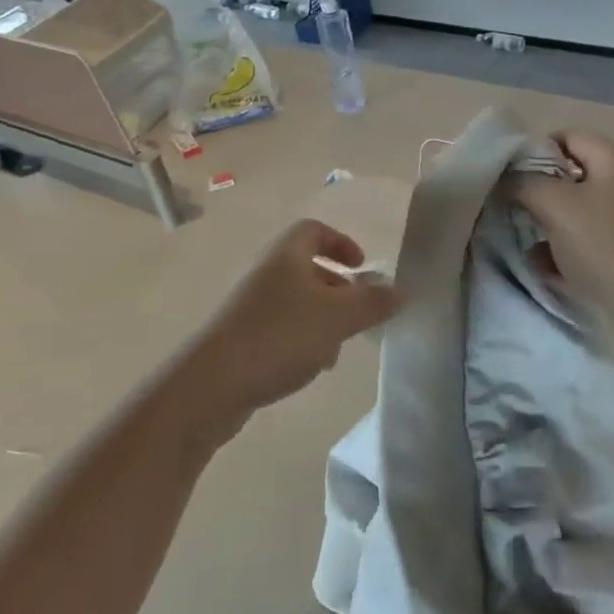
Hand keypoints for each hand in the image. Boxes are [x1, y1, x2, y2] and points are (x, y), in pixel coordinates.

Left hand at [174, 220, 399, 440]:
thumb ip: (372, 302)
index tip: (362, 267)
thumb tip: (401, 290)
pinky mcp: (242, 338)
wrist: (212, 384)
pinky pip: (282, 328)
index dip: (341, 243)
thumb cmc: (279, 336)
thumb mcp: (337, 317)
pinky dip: (303, 340)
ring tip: (337, 348)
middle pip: (308, 268)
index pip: (314, 230)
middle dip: (338, 289)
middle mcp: (266, 273)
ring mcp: (250, 306)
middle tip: (359, 313)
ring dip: (323, 319)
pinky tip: (311, 367)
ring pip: (297, 302)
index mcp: (286, 255)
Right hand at [512, 133, 613, 325]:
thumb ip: (524, 183)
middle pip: (572, 172)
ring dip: (551, 221)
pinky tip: (548, 265)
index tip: (510, 180)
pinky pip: (592, 231)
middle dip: (540, 191)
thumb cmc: (604, 246)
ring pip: (579, 205)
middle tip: (515, 210)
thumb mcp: (555, 207)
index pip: (566, 136)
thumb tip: (509, 177)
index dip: (533, 153)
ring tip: (529, 241)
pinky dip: (569, 243)